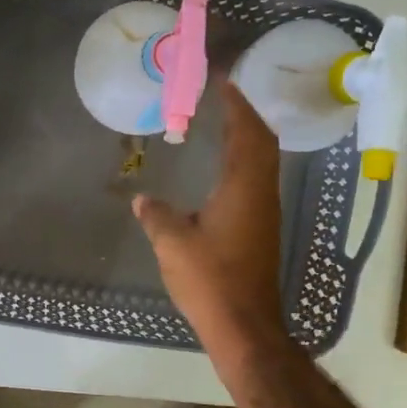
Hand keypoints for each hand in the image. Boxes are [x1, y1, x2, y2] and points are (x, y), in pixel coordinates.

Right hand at [133, 83, 283, 348]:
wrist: (244, 325)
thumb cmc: (210, 279)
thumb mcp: (173, 244)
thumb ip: (157, 216)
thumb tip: (142, 199)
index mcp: (243, 188)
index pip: (247, 133)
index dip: (236, 105)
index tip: (222, 82)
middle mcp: (261, 194)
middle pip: (262, 143)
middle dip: (245, 116)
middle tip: (222, 97)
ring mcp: (264, 213)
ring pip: (263, 163)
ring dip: (247, 138)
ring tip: (223, 125)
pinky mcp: (261, 230)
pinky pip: (256, 181)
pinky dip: (244, 162)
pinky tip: (223, 170)